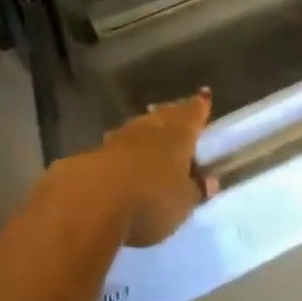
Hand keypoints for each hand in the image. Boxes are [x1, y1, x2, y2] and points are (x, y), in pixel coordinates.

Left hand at [90, 89, 216, 246]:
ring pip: (142, 126)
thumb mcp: (182, 204)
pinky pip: (121, 143)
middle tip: (181, 112)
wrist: (92, 200)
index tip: (204, 96)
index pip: (193, 113)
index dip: (200, 106)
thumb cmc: (150, 200)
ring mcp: (122, 136)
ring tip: (156, 131)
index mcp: (179, 134)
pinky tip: (127, 154)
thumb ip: (195, 190)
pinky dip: (128, 147)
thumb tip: (209, 180)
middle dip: (176, 113)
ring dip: (150, 128)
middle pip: (167, 114)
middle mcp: (151, 127)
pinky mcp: (97, 151)